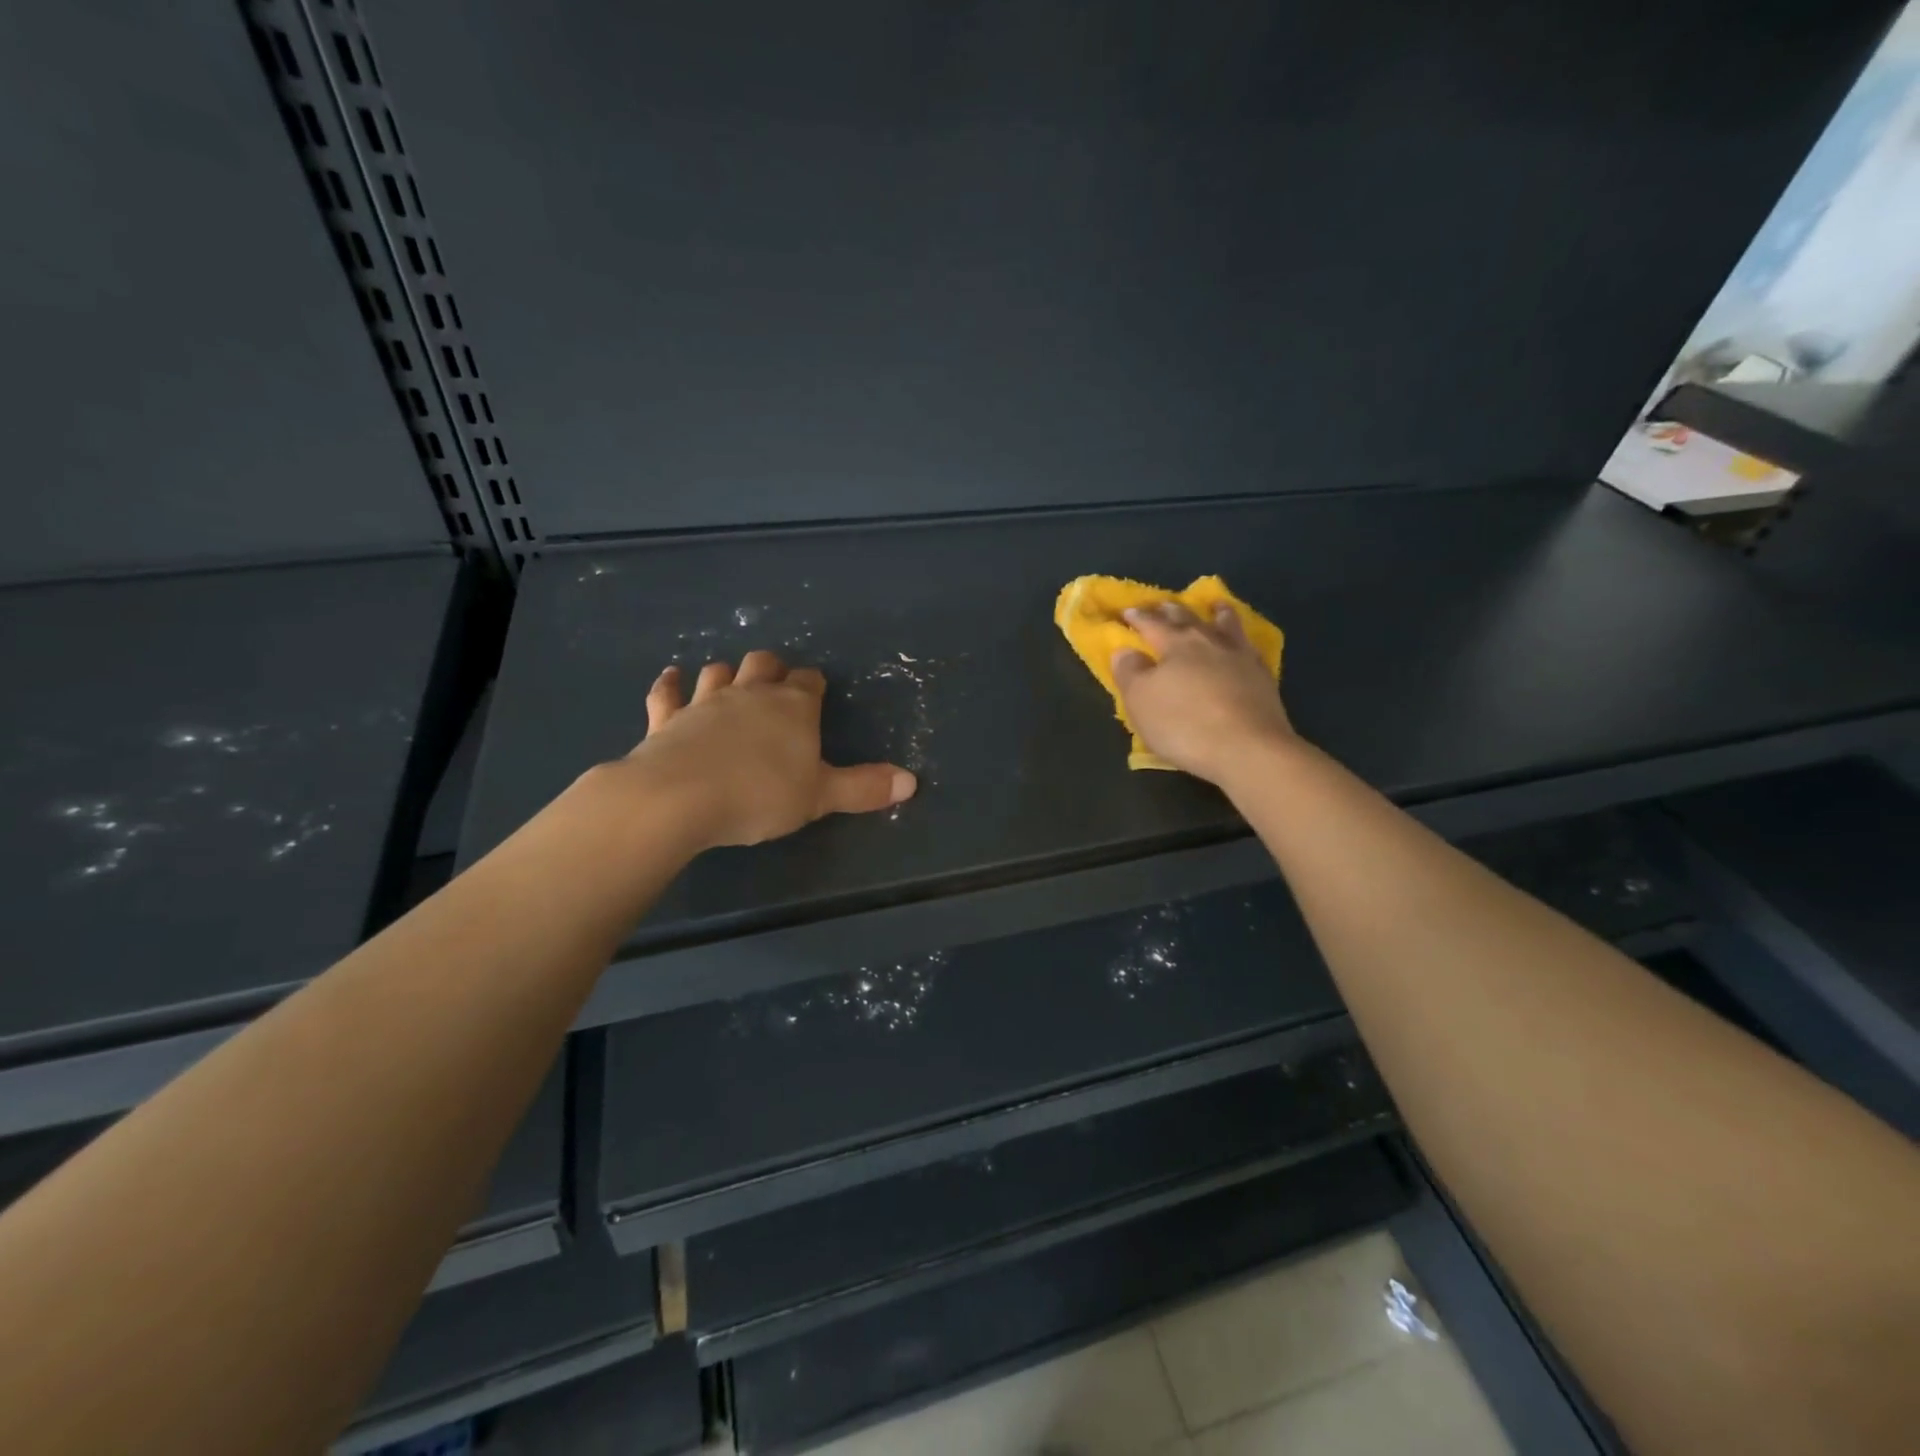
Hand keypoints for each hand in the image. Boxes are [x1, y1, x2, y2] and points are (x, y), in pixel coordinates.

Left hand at [622, 651, 915, 847]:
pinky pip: (667, 693)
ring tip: (731, 682)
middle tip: (776, 686)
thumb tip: (912, 782)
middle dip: (772, 669)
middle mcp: (750, 694)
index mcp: (793, 706)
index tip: (817, 694)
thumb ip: (864, 788)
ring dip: (727, 674)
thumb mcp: (820, 797)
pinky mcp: (666, 719)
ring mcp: (704, 702)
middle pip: (764, 663)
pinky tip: (670, 678)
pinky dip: (670, 684)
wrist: (679, 798)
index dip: (814, 685)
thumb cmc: (760, 795)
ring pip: (718, 672)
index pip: (810, 681)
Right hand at [1112, 603, 1296, 787]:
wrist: (1248, 749)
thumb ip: (1130, 672)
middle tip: (1163, 603)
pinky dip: (1241, 640)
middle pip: (1188, 619)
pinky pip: (1249, 648)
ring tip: (1215, 606)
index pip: (1152, 624)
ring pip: (1226, 626)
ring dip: (1217, 614)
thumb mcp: (1141, 700)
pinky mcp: (1263, 677)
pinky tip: (1243, 644)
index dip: (1138, 618)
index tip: (1127, 611)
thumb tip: (1125, 650)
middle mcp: (1209, 642)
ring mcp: (1240, 657)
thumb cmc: (1184, 724)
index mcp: (1176, 644)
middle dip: (1172, 610)